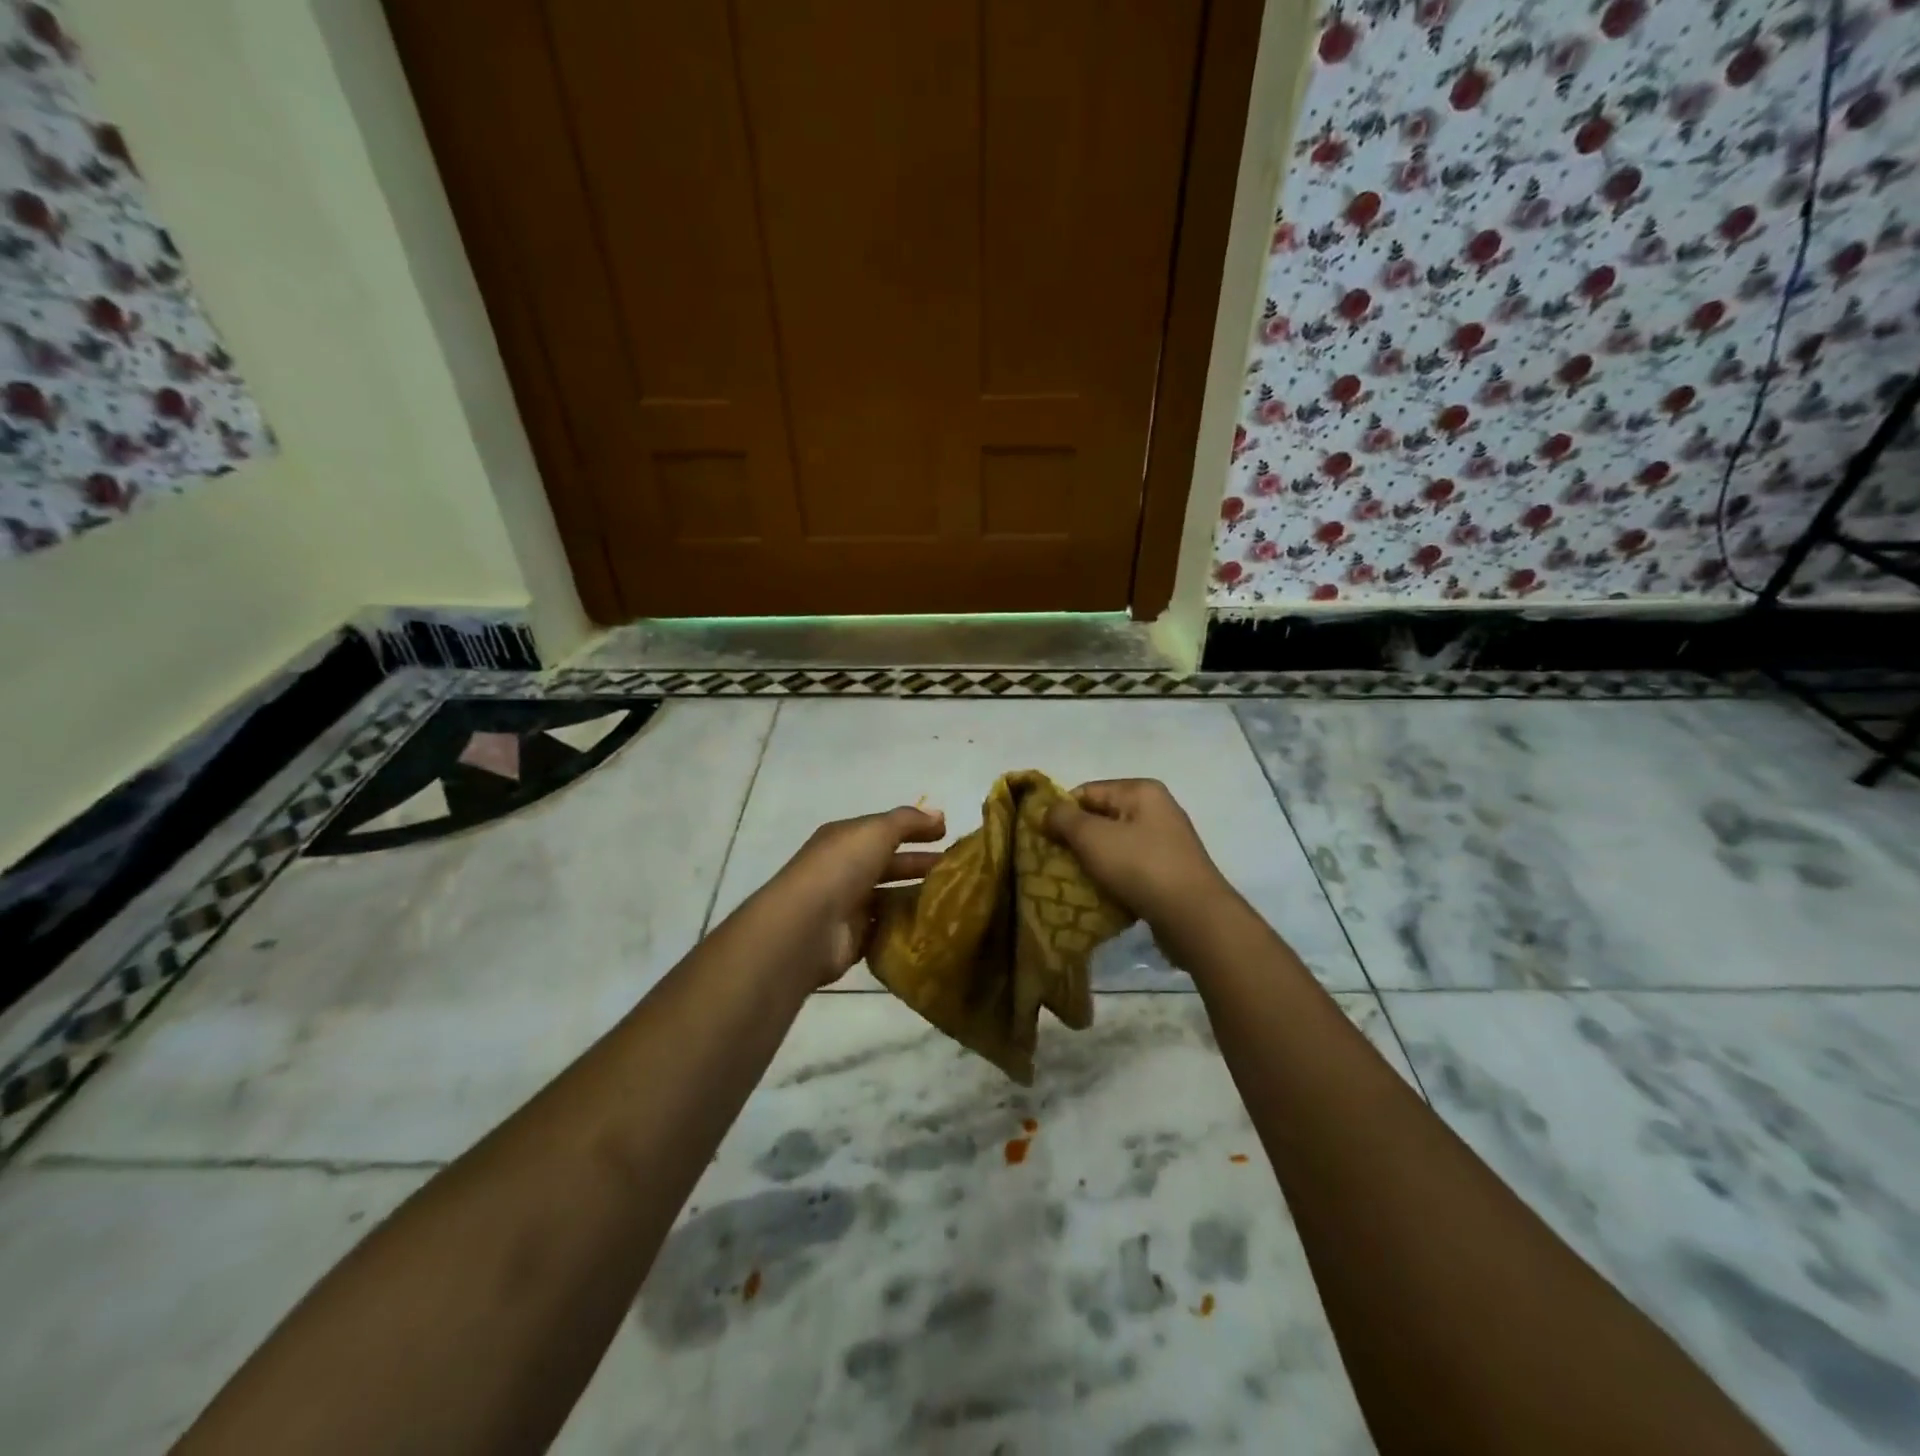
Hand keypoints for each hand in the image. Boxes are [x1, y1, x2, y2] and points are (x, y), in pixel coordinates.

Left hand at [756, 806, 945, 986]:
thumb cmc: (841, 868)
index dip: (915, 829)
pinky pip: (886, 929)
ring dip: (917, 896)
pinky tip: (934, 926)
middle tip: (956, 870)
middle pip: (889, 864)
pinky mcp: (854, 939)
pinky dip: (906, 927)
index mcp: (845, 839)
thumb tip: (938, 815)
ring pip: (890, 898)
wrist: (806, 927)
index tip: (947, 835)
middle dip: (920, 864)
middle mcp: (844, 870)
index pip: (885, 830)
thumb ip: (908, 821)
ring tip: (953, 899)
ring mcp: (848, 906)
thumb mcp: (876, 831)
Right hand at [1045, 779, 1230, 930]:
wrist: (1193, 917)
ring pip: (1115, 845)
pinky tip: (1101, 895)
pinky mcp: (1169, 872)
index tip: (1043, 838)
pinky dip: (1113, 877)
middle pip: (1101, 818)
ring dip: (1093, 861)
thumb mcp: (1092, 837)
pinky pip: (1130, 867)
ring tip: (1075, 881)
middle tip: (1055, 862)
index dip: (1062, 812)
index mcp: (1140, 791)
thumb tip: (1047, 811)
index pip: (1087, 791)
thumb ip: (1064, 818)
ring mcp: (1166, 842)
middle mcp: (1156, 809)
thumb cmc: (1140, 866)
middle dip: (1076, 839)